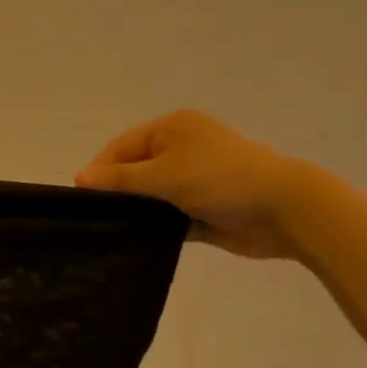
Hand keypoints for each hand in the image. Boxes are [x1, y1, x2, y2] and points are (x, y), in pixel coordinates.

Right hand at [74, 109, 321, 259]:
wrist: (286, 210)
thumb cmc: (219, 179)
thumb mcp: (163, 174)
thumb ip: (119, 178)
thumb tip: (79, 178)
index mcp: (172, 128)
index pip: (121, 146)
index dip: (100, 169)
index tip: (81, 196)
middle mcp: (181, 149)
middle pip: (135, 169)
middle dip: (117, 190)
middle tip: (95, 214)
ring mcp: (194, 179)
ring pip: (151, 194)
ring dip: (137, 209)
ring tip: (111, 228)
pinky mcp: (204, 208)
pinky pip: (169, 215)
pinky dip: (156, 225)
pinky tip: (137, 239)